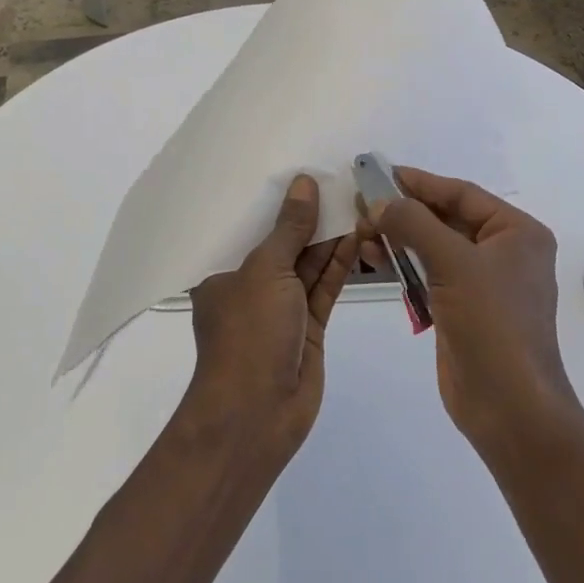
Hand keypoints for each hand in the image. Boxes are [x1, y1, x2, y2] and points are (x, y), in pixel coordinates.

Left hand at [186, 174, 357, 462]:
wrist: (257, 414)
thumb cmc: (248, 333)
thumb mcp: (265, 271)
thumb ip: (289, 228)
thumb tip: (303, 183)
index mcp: (224, 271)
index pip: (249, 226)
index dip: (275, 199)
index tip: (299, 168)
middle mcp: (252, 285)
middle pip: (284, 242)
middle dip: (310, 215)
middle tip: (339, 179)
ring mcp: (282, 307)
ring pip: (309, 263)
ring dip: (331, 236)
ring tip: (356, 200)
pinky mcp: (309, 326)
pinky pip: (325, 286)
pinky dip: (341, 263)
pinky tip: (359, 234)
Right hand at [367, 167, 583, 462]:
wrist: (510, 407)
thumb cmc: (492, 324)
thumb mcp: (454, 263)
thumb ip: (414, 223)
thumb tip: (378, 202)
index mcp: (517, 232)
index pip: (462, 194)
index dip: (419, 182)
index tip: (380, 173)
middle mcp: (504, 252)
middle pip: (446, 218)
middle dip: (404, 212)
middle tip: (362, 203)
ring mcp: (483, 282)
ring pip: (434, 247)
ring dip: (399, 238)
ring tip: (361, 232)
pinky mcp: (463, 308)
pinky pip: (430, 274)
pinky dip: (404, 265)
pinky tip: (374, 259)